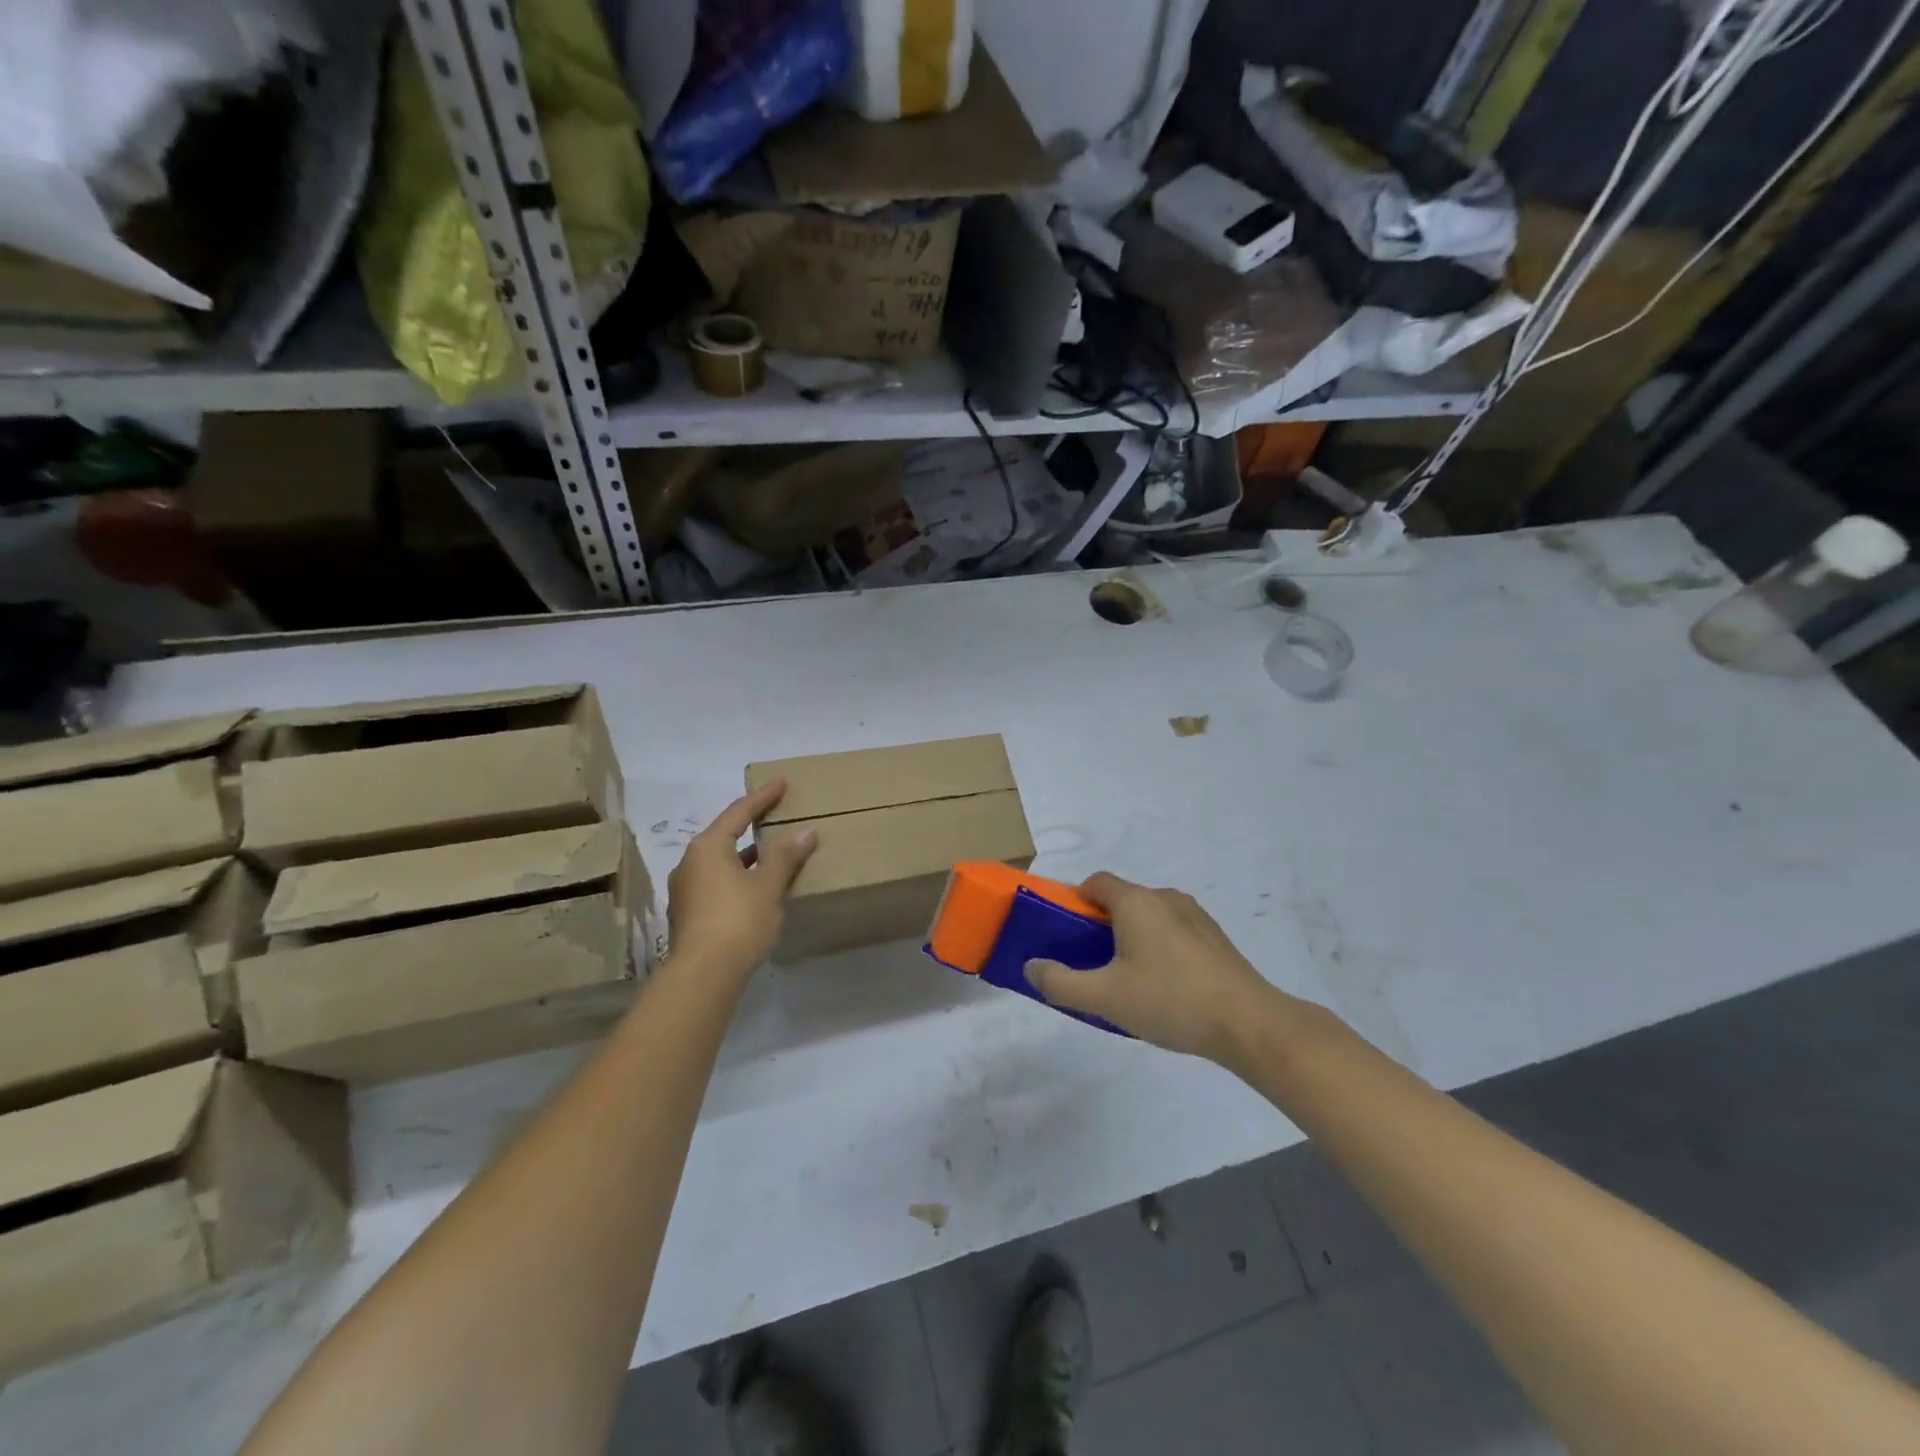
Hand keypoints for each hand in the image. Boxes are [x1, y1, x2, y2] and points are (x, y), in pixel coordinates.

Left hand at [665, 779, 816, 987]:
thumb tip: (806, 833)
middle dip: (751, 826)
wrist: (703, 975)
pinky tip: (756, 887)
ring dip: (745, 855)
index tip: (781, 782)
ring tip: (771, 853)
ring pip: (720, 861)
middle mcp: (690, 862)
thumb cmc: (738, 920)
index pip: (739, 812)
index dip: (762, 797)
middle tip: (775, 815)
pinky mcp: (688, 913)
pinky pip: (717, 882)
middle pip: (725, 835)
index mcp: (707, 847)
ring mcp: (685, 890)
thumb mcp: (768, 886)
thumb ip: (785, 857)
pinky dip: (738, 876)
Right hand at [1024, 873, 1278, 1062]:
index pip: (1095, 883)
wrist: (1248, 1023)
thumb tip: (1031, 966)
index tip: (1066, 934)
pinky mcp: (1215, 938)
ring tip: (1128, 980)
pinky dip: (1159, 947)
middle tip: (1092, 964)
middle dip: (1101, 925)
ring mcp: (1195, 915)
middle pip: (1121, 899)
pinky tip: (1164, 988)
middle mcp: (1164, 897)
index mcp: (1135, 901)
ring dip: (1132, 937)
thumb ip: (1060, 982)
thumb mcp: (1104, 997)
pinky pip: (1173, 931)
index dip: (1075, 902)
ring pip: (1149, 916)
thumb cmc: (1169, 1001)